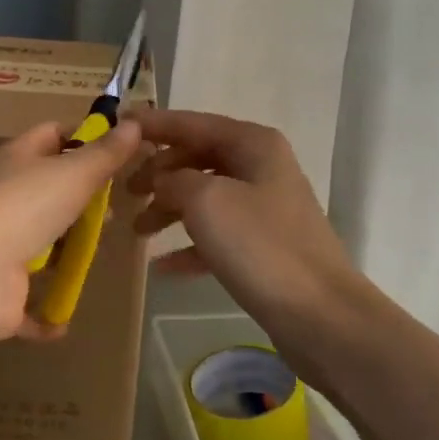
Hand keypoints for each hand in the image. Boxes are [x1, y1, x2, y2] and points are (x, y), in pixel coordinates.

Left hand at [0, 118, 143, 342]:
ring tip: (96, 255)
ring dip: (66, 253)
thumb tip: (134, 123)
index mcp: (18, 160)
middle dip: (82, 202)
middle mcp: (5, 198)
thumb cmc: (25, 207)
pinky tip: (65, 320)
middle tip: (113, 212)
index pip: (52, 135)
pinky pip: (28, 304)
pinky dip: (46, 314)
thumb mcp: (74, 172)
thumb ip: (106, 153)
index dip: (83, 138)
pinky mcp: (0, 291)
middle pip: (49, 192)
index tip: (117, 152)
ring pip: (39, 244)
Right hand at [129, 111, 359, 359]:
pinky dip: (189, 245)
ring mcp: (265, 208)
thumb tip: (162, 179)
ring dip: (168, 209)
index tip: (117, 123)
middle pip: (197, 157)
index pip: (192, 123)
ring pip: (204, 196)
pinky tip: (162, 266)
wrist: (321, 315)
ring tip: (136, 230)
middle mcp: (261, 167)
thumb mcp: (206, 200)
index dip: (154, 123)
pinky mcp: (264, 246)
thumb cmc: (260, 245)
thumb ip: (174, 179)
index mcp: (253, 144)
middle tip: (124, 190)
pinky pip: (217, 235)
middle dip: (158, 171)